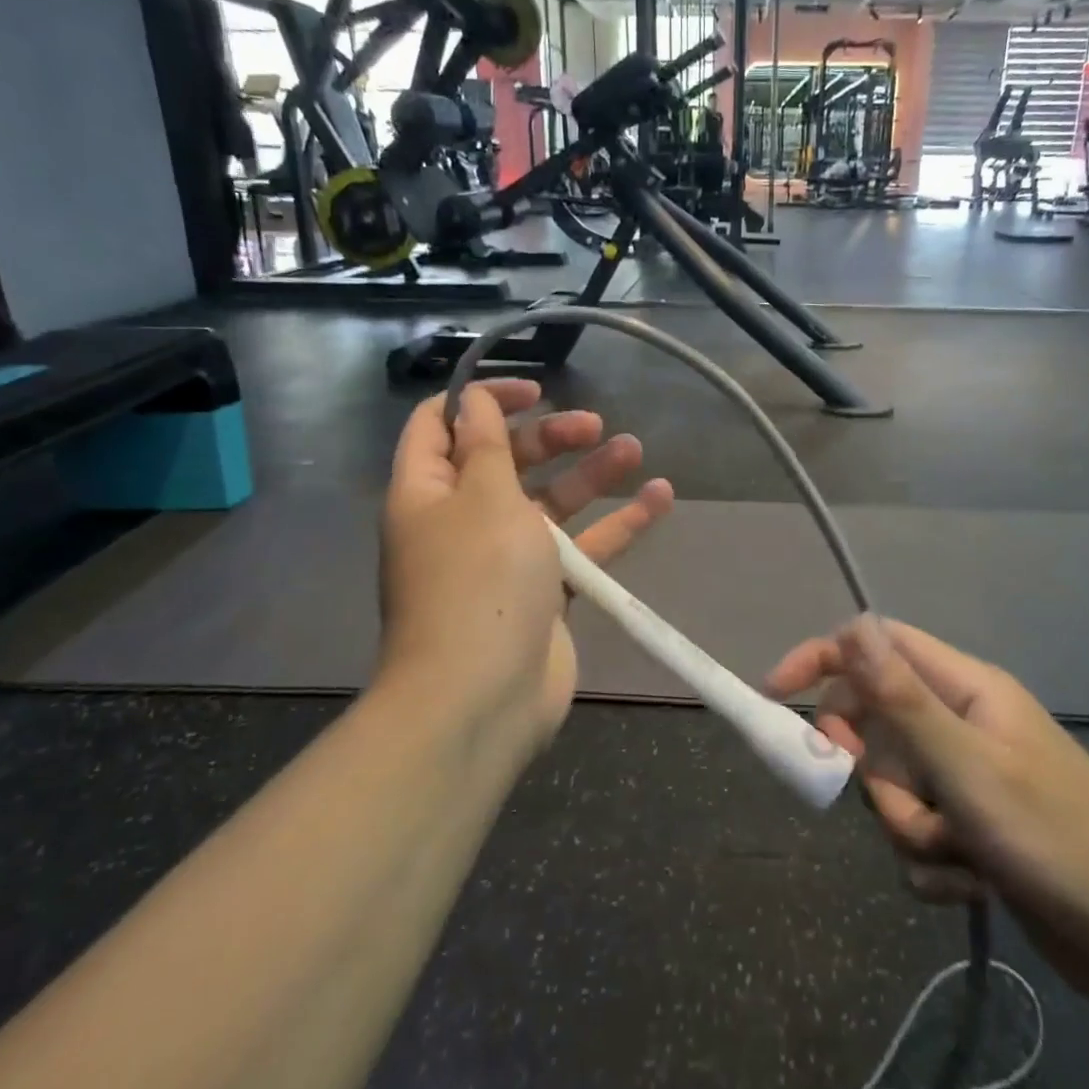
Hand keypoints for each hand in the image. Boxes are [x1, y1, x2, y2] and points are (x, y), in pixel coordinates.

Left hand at [381, 379, 673, 753]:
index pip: (440, 424)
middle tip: (594, 425)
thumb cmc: (478, 581)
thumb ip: (487, 444)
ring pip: (550, 503)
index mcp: (428, 493)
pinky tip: (660, 500)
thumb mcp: (484, 496)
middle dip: (549, 437)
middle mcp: (461, 522)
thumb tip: (472, 399)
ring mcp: (503, 560)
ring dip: (590, 475)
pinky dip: (615, 526)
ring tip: (634, 450)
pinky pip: (580, 548)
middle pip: (504, 461)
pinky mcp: (542, 594)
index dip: (482, 399)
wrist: (482, 698)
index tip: (534, 391)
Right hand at [767, 618, 1088, 1018]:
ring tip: (961, 855)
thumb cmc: (1057, 840)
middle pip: (877, 724)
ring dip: (912, 828)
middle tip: (899, 800)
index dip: (824, 660)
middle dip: (876, 772)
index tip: (777, 695)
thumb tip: (852, 625)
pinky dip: (934, 862)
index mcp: (965, 689)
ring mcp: (968, 779)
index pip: (877, 647)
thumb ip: (901, 697)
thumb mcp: (968, 766)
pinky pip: (918, 834)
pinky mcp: (972, 830)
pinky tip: (974, 884)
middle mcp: (962, 725)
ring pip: (893, 788)